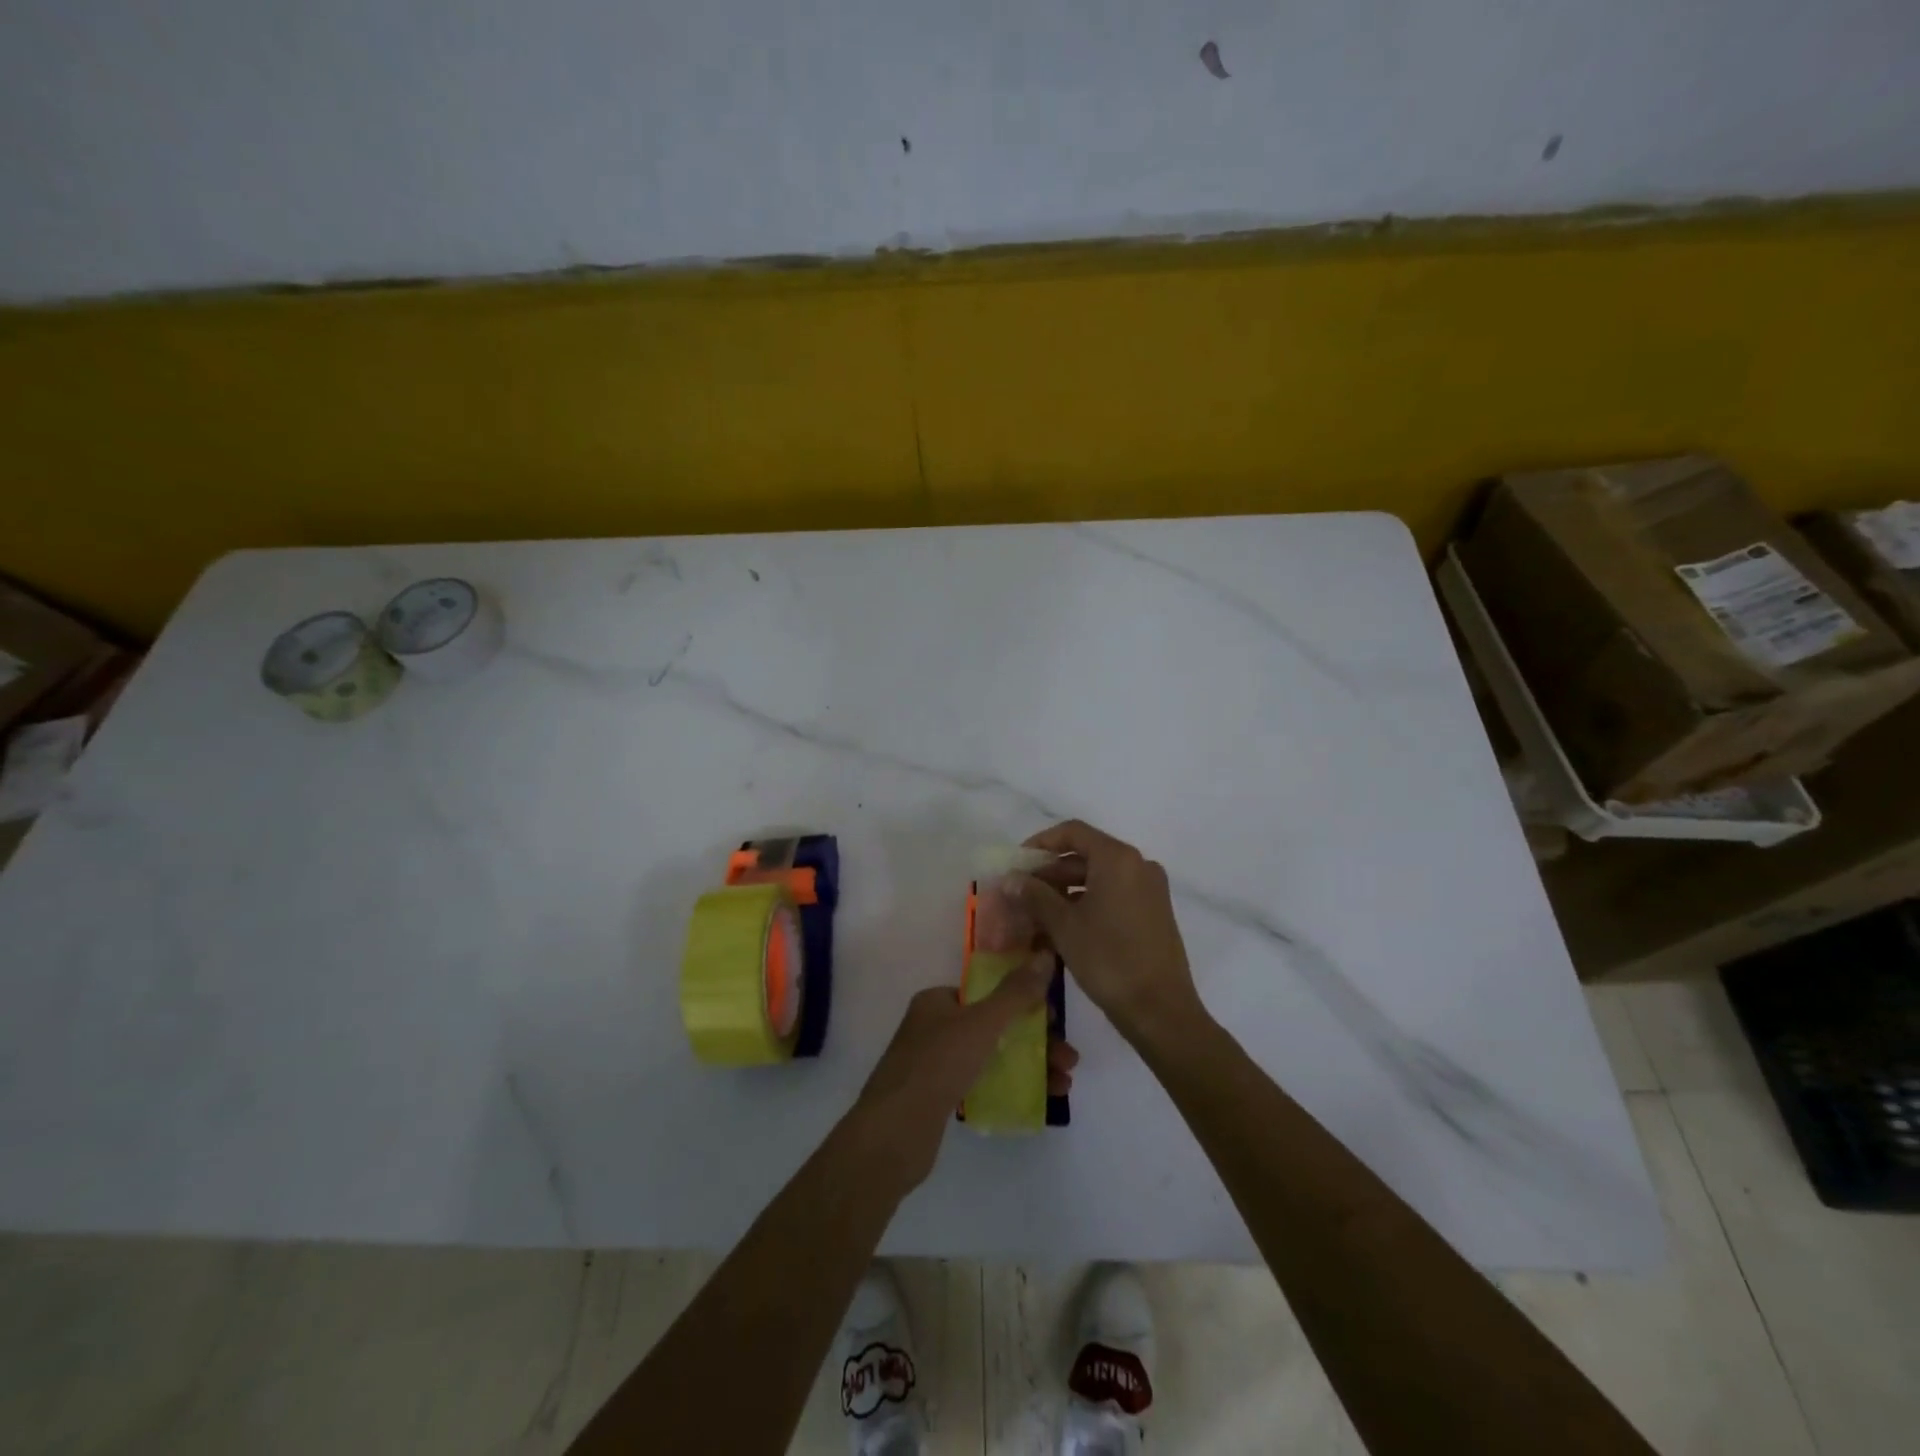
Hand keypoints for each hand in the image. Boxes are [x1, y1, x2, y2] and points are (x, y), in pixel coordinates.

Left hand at [851, 958, 1079, 1192]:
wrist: (893, 1133)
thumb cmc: (938, 1064)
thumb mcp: (983, 1023)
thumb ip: (1016, 992)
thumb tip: (1045, 954)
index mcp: (936, 1001)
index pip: (986, 992)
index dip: (1022, 1002)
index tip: (1053, 1021)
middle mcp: (932, 1028)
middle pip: (994, 1025)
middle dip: (1035, 1040)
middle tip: (1068, 1059)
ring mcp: (933, 1064)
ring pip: (991, 1056)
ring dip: (1029, 1066)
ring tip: (1064, 1086)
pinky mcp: (937, 1099)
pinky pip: (981, 1084)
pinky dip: (1009, 1087)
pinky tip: (1038, 1101)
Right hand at [1015, 820, 1208, 1047]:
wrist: (1160, 1010)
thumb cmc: (1108, 960)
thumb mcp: (1064, 926)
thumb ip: (1035, 896)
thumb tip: (1010, 879)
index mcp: (1118, 859)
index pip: (1073, 832)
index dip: (1041, 842)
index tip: (1017, 862)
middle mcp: (1138, 865)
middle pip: (1086, 854)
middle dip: (1051, 871)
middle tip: (1021, 892)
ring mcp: (1150, 889)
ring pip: (1099, 877)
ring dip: (1066, 890)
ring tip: (1036, 912)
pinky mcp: (1154, 912)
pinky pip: (1114, 894)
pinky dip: (1087, 902)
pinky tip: (1063, 925)